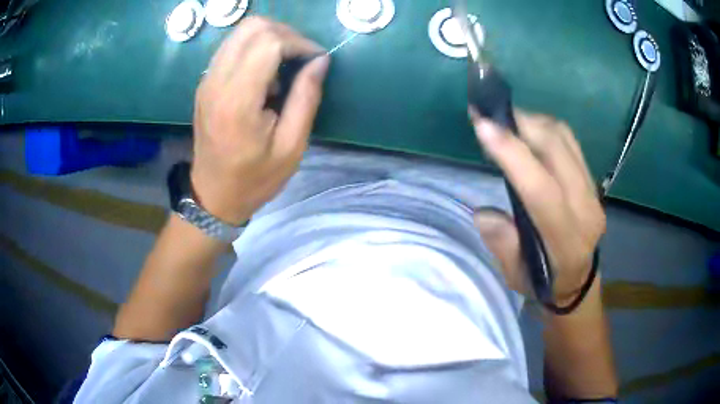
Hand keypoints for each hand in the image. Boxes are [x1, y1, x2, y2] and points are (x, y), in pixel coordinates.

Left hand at [191, 17, 329, 224]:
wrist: (213, 194)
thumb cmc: (254, 178)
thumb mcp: (291, 146)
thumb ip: (307, 98)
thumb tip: (320, 61)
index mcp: (237, 101)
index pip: (269, 42)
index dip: (299, 43)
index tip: (316, 60)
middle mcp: (216, 81)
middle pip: (252, 27)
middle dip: (285, 33)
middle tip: (302, 57)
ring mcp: (207, 79)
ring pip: (241, 31)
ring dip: (270, 38)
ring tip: (285, 65)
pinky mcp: (206, 81)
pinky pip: (232, 46)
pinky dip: (255, 47)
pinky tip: (265, 73)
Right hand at [471, 110, 605, 303]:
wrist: (578, 282)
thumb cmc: (544, 284)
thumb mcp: (515, 277)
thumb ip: (503, 245)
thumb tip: (482, 212)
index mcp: (566, 242)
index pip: (542, 191)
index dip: (514, 155)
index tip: (483, 126)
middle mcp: (586, 210)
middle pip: (557, 152)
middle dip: (521, 125)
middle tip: (489, 115)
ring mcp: (593, 192)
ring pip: (565, 139)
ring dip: (533, 122)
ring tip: (506, 121)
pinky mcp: (593, 181)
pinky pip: (570, 142)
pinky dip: (546, 128)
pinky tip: (528, 131)